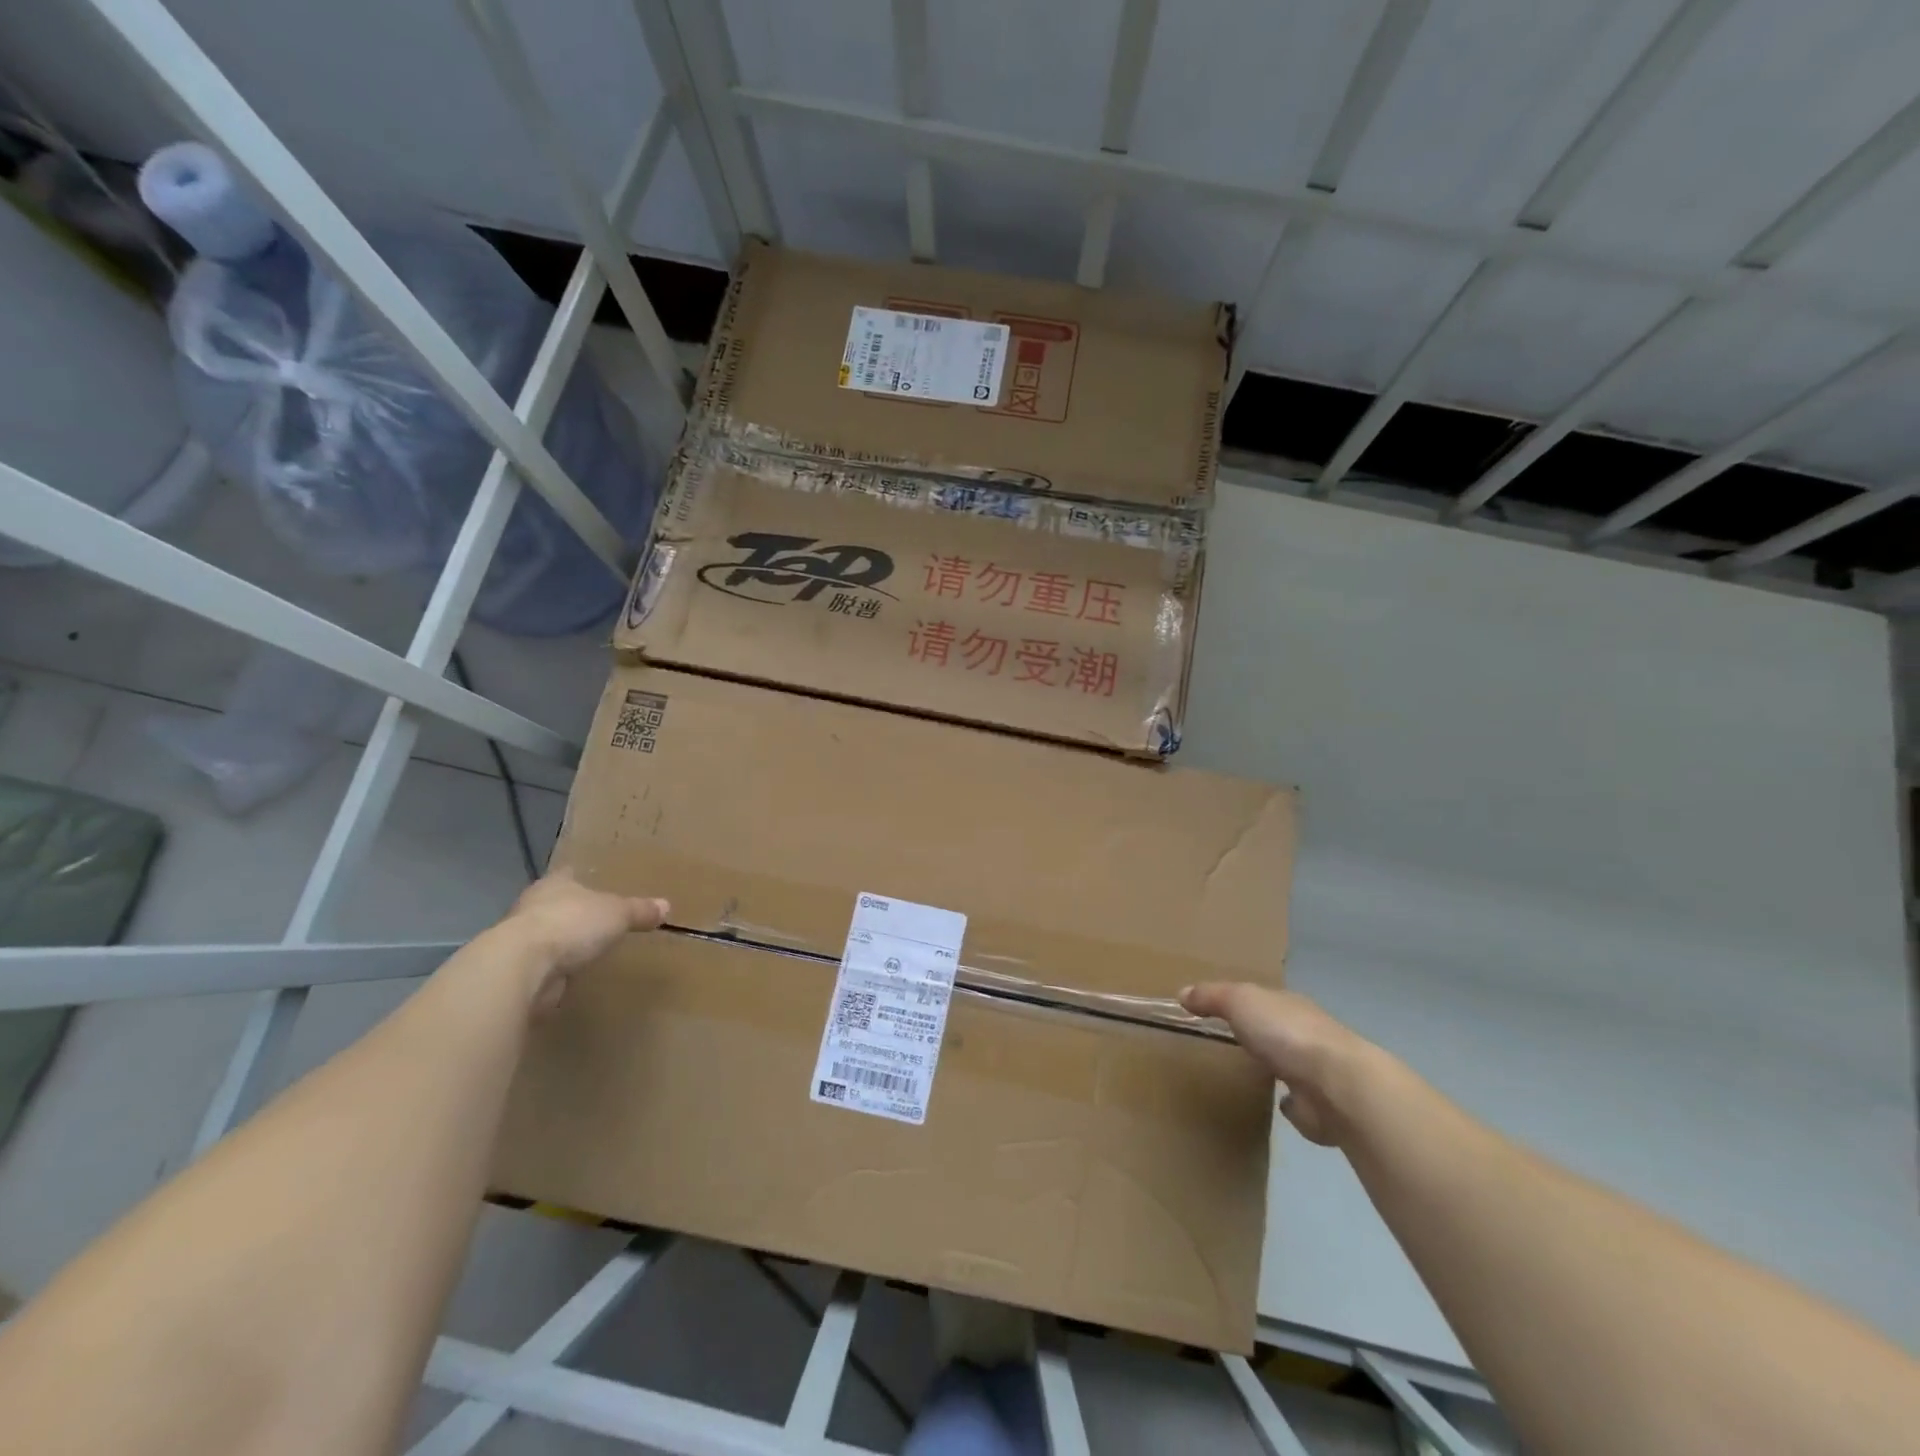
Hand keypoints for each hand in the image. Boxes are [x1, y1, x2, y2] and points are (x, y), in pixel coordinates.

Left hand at [499, 869, 668, 1011]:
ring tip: (584, 947)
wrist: (522, 968)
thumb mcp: (617, 914)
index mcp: (555, 885)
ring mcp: (520, 940)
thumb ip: (640, 910)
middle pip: (555, 904)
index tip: (593, 881)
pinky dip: (554, 969)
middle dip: (571, 910)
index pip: (568, 875)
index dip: (581, 877)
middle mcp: (533, 906)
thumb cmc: (571, 925)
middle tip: (594, 917)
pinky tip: (569, 974)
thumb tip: (666, 906)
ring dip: (560, 941)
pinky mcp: (517, 971)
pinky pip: (542, 965)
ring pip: (546, 934)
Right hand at [1180, 983, 1377, 1145]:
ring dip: (1274, 1065)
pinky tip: (1276, 1105)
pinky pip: (1298, 1101)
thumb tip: (1182, 992)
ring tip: (1249, 1072)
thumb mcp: (1239, 1001)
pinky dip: (1288, 1103)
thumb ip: (1211, 996)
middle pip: (1276, 1028)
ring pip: (1288, 1062)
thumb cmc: (1285, 1033)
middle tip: (1228, 1038)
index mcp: (1288, 1004)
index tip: (1216, 1009)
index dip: (1239, 1000)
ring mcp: (1316, 1070)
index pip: (1262, 997)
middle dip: (1259, 1032)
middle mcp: (1306, 1033)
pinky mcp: (1320, 1107)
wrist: (1337, 1085)